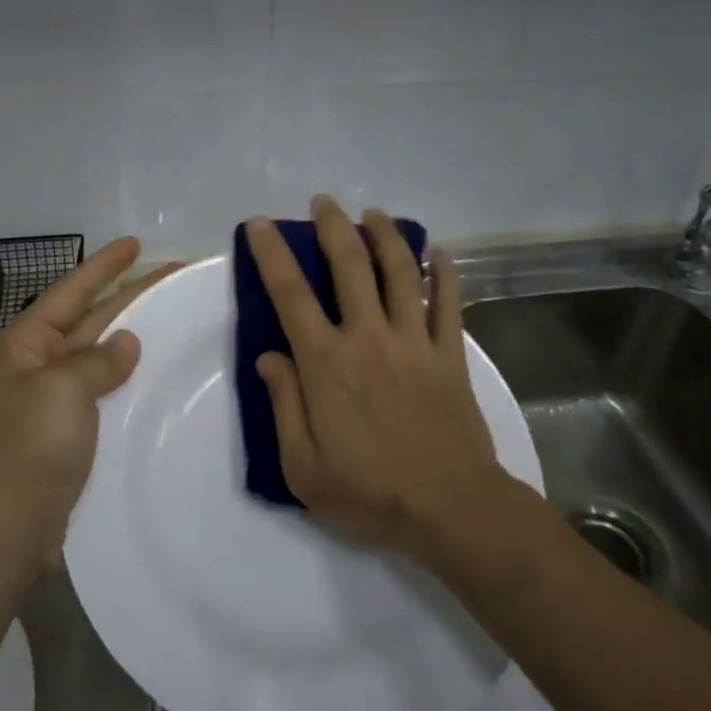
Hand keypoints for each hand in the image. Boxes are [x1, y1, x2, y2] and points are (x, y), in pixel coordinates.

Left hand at [0, 238, 177, 573]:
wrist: (8, 526)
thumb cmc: (31, 444)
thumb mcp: (63, 387)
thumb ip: (98, 360)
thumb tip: (125, 343)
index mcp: (25, 344)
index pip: (71, 292)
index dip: (104, 266)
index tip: (135, 244)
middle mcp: (37, 366)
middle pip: (89, 320)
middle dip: (127, 296)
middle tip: (171, 276)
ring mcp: (53, 402)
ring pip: (99, 356)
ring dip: (130, 337)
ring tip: (170, 318)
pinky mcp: (69, 434)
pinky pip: (103, 392)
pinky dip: (127, 379)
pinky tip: (153, 376)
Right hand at [246, 196, 505, 559]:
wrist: (449, 508)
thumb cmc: (369, 491)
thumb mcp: (302, 465)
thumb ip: (283, 405)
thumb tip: (269, 356)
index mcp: (326, 363)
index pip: (290, 295)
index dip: (272, 255)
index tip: (261, 225)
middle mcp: (368, 337)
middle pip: (349, 265)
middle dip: (333, 226)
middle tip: (324, 202)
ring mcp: (413, 341)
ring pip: (400, 272)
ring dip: (385, 235)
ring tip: (374, 213)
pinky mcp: (449, 353)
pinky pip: (448, 302)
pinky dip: (445, 273)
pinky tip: (439, 252)